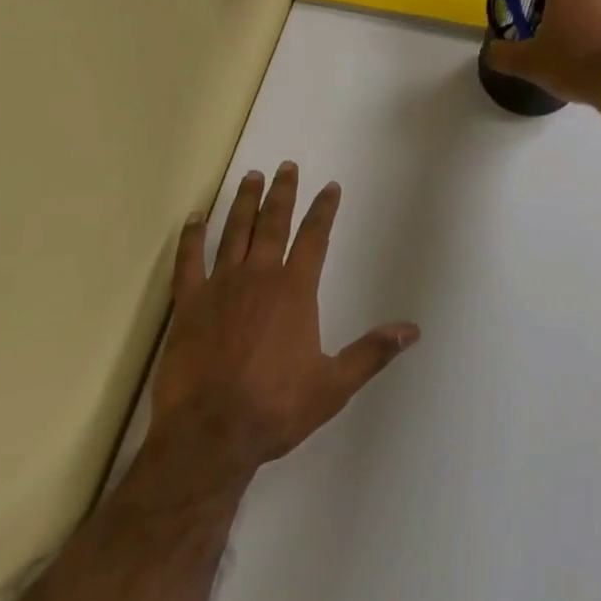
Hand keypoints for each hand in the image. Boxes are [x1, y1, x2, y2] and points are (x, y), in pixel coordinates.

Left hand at [147, 163, 418, 488]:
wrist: (210, 434)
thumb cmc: (276, 407)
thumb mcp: (334, 385)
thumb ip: (372, 352)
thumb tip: (412, 331)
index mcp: (295, 290)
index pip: (315, 237)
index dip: (324, 210)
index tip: (330, 187)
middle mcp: (259, 276)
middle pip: (274, 222)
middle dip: (283, 192)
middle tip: (287, 165)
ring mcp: (220, 286)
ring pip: (235, 232)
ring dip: (244, 202)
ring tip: (250, 176)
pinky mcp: (188, 304)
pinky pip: (188, 261)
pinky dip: (191, 237)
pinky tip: (194, 218)